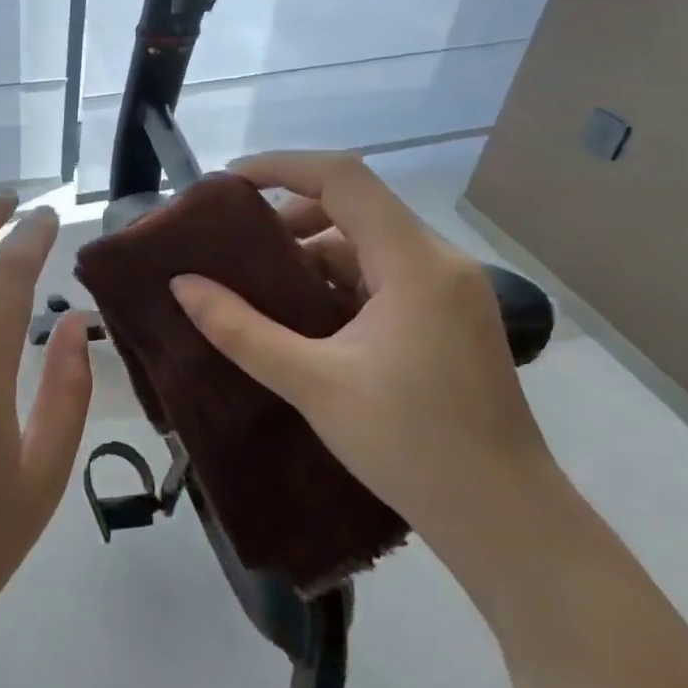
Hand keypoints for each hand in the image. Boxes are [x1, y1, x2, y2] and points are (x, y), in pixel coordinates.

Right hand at [169, 151, 559, 579]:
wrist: (504, 520)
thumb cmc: (410, 444)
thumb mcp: (311, 382)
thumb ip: (240, 329)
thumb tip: (182, 284)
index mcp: (415, 263)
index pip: (344, 178)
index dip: (282, 166)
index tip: (227, 184)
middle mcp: (440, 263)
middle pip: (356, 208)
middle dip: (289, 218)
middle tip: (236, 248)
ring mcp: (451, 292)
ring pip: (368, 247)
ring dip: (312, 257)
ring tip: (259, 291)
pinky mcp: (450, 321)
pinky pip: (384, 279)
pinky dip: (338, 285)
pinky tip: (304, 322)